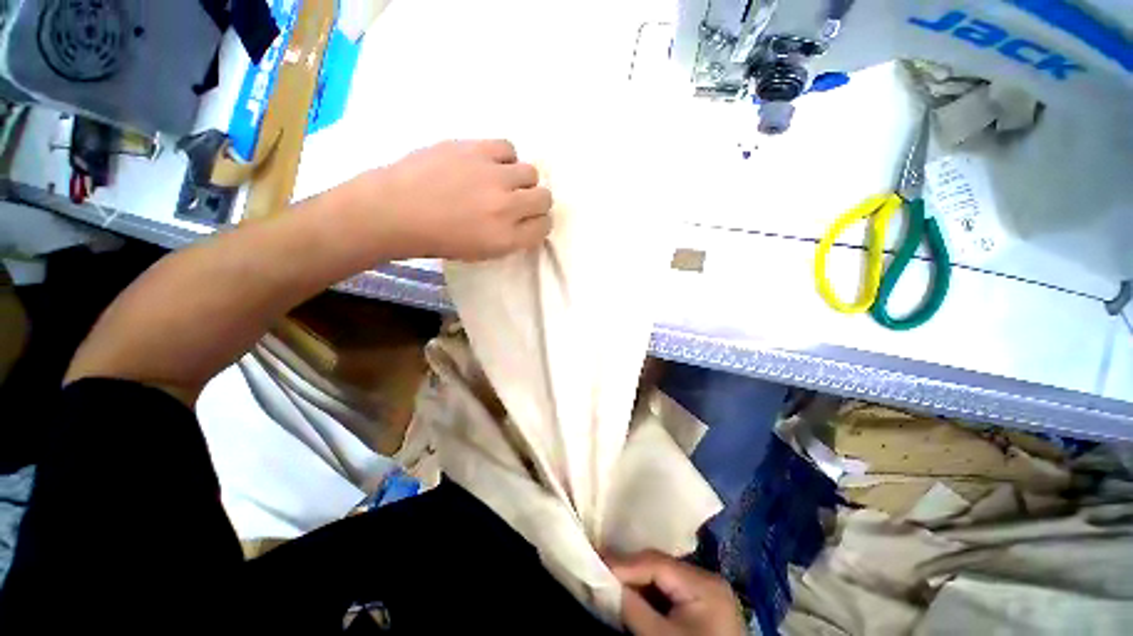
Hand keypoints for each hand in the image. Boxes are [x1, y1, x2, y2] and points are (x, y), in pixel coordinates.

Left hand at [360, 139, 552, 260]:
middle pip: (544, 198)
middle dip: (535, 202)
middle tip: (517, 201)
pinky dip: (503, 157)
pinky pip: (508, 147)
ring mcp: (492, 175)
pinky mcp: (475, 149)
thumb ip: (510, 238)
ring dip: (520, 179)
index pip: (544, 227)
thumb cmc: (437, 239)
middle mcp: (506, 207)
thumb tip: (525, 221)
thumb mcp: (481, 252)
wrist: (395, 210)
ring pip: (531, 171)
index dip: (539, 224)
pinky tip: (488, 164)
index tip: (529, 221)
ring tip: (501, 181)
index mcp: (506, 238)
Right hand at [609, 550, 746, 635]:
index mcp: (704, 583)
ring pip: (662, 576)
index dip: (623, 562)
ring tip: (609, 579)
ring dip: (636, 580)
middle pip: (659, 566)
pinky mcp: (702, 606)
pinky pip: (669, 590)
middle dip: (628, 569)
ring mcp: (706, 592)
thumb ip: (634, 609)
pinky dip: (648, 592)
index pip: (656, 563)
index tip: (595, 561)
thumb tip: (605, 583)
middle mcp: (706, 579)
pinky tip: (630, 594)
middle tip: (598, 568)